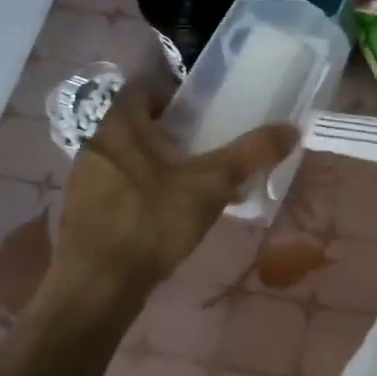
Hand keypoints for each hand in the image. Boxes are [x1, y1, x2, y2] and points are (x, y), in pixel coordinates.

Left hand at [47, 87, 298, 300]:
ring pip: (128, 157)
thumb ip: (251, 153)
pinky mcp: (84, 213)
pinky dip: (143, 190)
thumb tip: (292, 128)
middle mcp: (96, 145)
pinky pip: (118, 187)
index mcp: (120, 126)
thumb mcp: (211, 185)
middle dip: (171, 130)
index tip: (203, 109)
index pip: (143, 87)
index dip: (173, 92)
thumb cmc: (151, 222)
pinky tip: (168, 215)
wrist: (97, 287)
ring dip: (157, 162)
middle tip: (207, 144)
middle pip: (136, 123)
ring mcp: (85, 181)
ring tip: (193, 181)